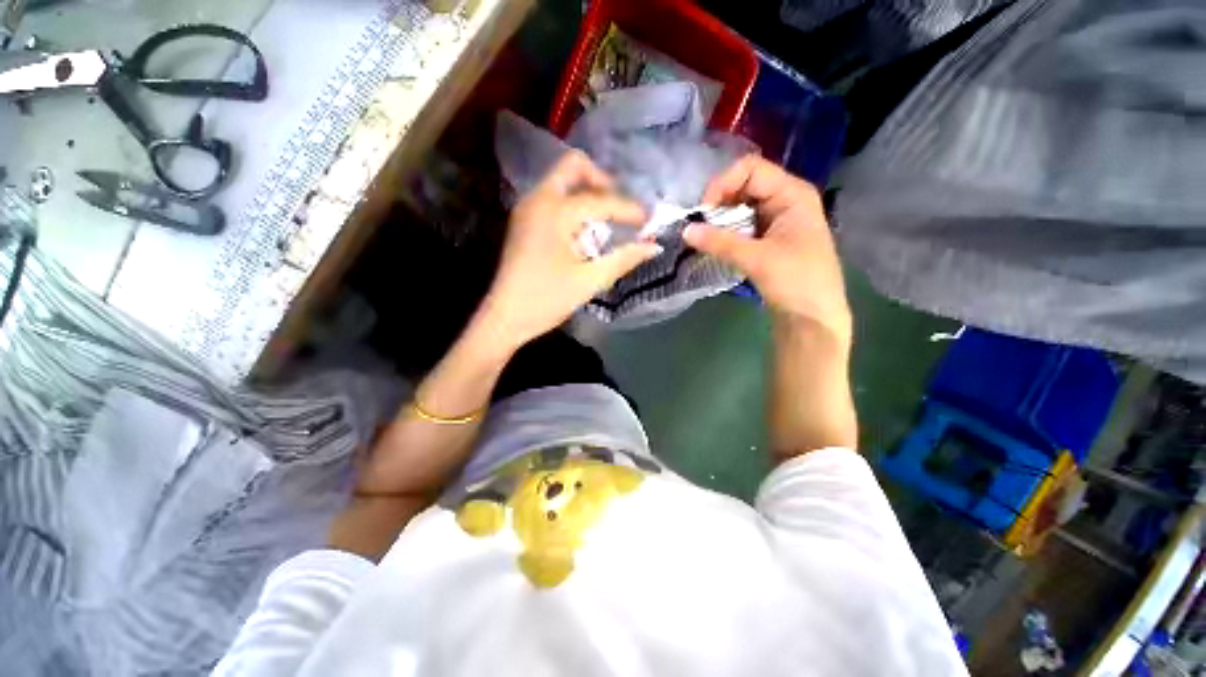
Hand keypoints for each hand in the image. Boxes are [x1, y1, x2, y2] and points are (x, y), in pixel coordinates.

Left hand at [475, 151, 661, 350]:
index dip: (629, 209)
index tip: (649, 220)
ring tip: (607, 219)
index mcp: (555, 212)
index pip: (601, 200)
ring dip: (587, 192)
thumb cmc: (546, 300)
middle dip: (602, 181)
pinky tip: (584, 230)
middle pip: (573, 167)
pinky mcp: (524, 222)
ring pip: (561, 181)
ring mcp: (527, 209)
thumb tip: (653, 246)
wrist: (505, 318)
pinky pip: (553, 198)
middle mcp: (538, 200)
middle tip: (620, 206)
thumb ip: (623, 259)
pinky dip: (573, 204)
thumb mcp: (589, 281)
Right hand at [685, 155, 851, 346]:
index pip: (750, 169)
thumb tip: (685, 230)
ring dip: (720, 220)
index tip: (703, 212)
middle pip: (743, 186)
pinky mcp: (768, 239)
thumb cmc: (795, 283)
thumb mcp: (757, 259)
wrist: (813, 318)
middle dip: (718, 203)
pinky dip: (726, 232)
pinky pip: (742, 226)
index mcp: (792, 194)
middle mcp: (785, 200)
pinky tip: (714, 245)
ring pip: (740, 208)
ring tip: (703, 237)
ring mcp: (777, 220)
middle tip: (699, 227)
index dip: (723, 184)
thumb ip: (720, 242)